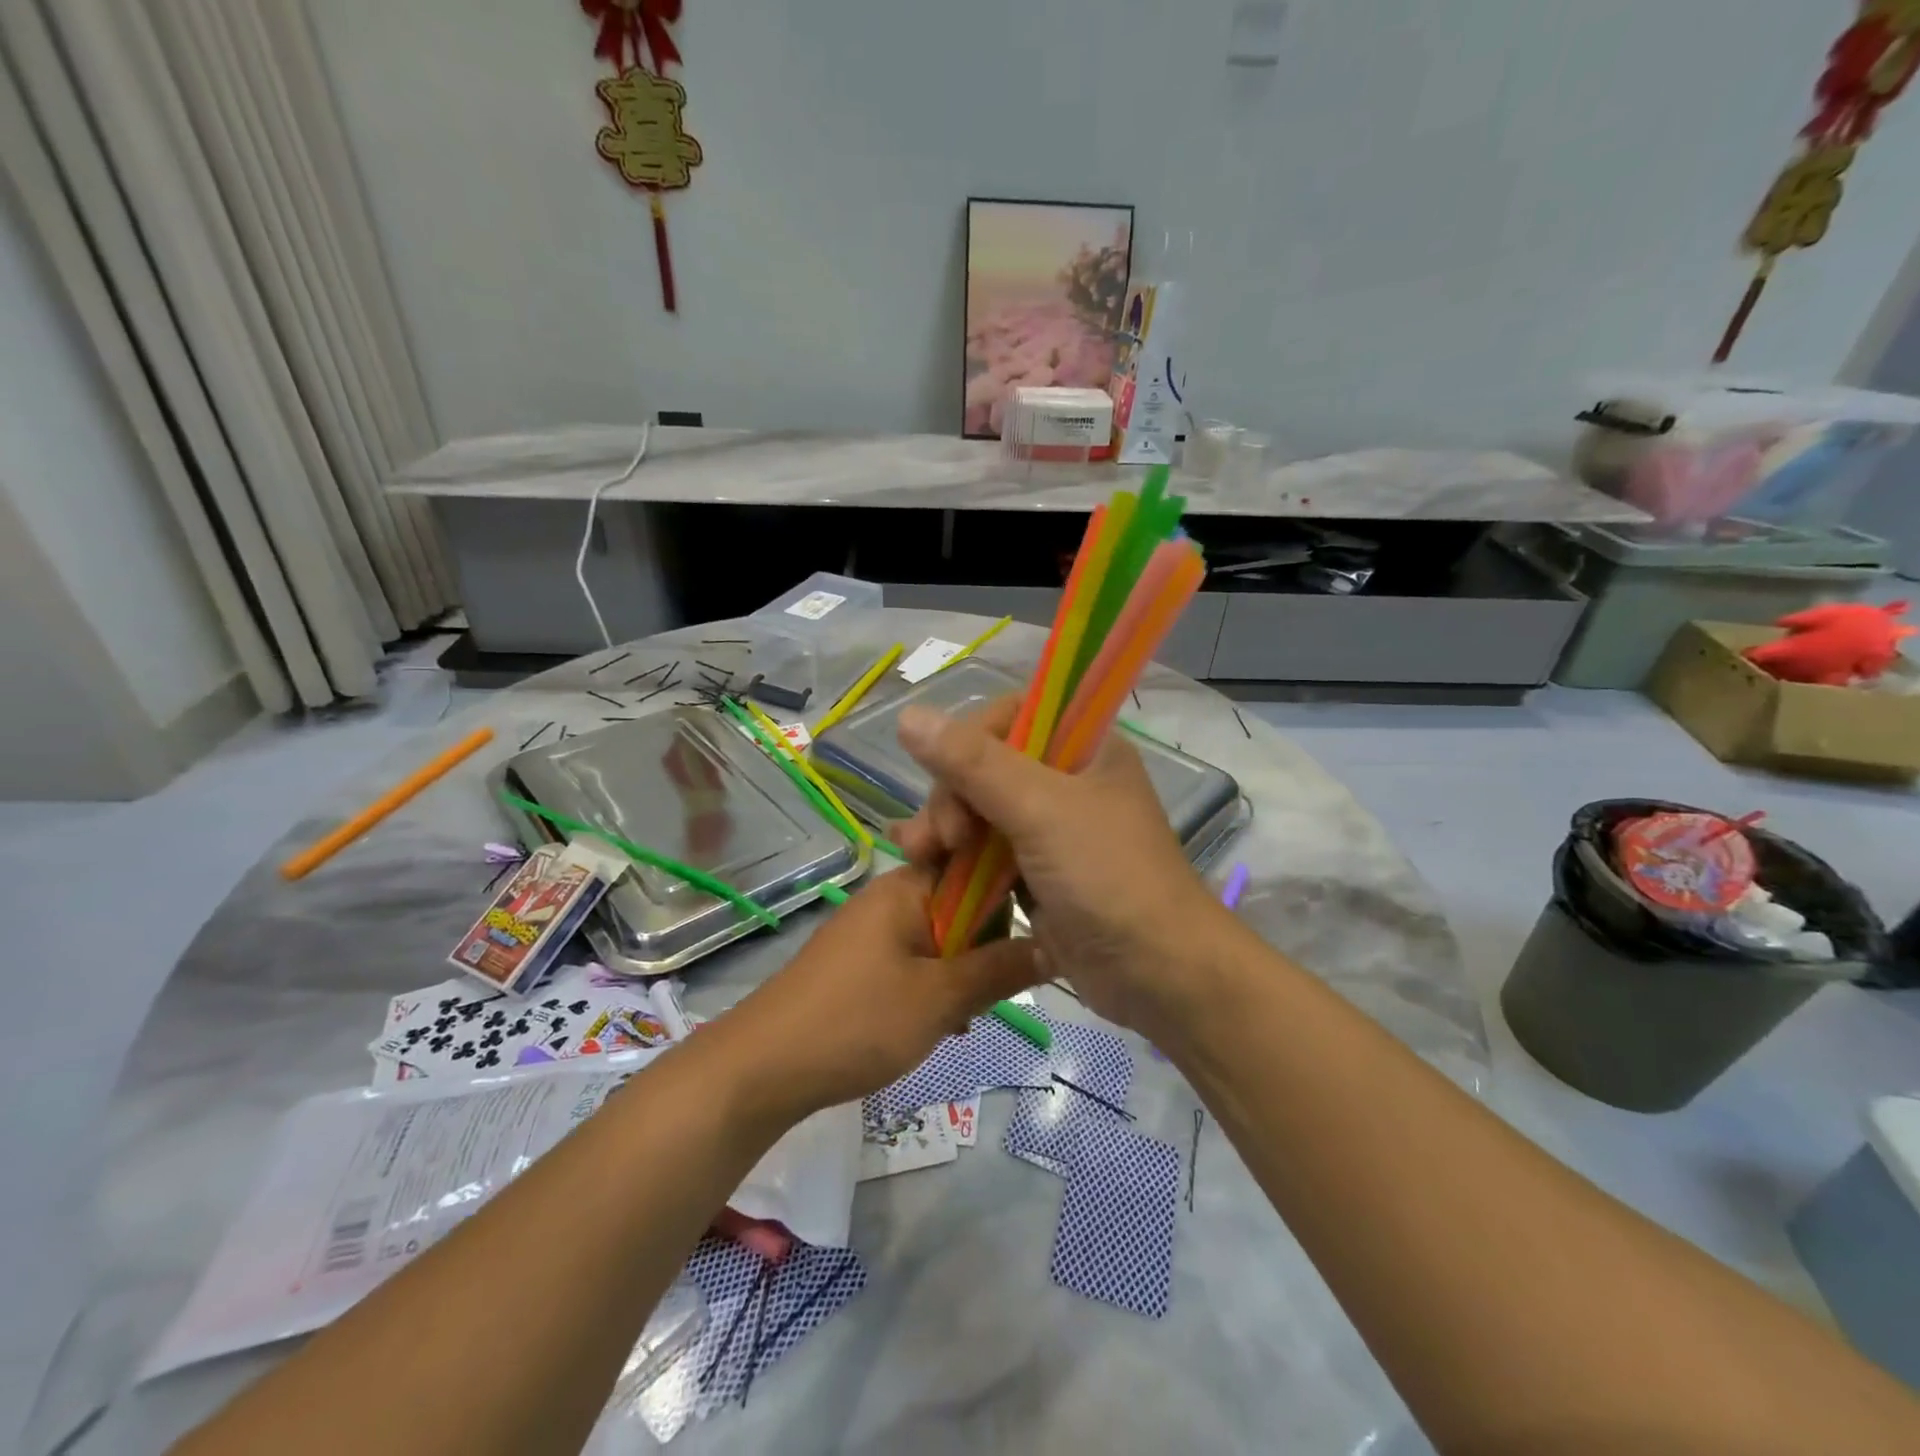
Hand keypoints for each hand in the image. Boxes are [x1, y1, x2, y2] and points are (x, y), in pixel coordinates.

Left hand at [712, 865, 1038, 1121]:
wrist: (761, 1068)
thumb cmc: (856, 1021)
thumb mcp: (940, 998)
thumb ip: (1000, 969)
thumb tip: (1055, 945)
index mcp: (909, 886)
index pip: (977, 864)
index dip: (1011, 893)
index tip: (1039, 930)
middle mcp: (891, 897)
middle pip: (962, 905)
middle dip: (987, 946)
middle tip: (997, 990)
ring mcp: (872, 931)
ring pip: (941, 939)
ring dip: (962, 973)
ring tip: (968, 1017)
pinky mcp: (860, 963)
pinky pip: (915, 961)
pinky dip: (934, 987)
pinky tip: (941, 1026)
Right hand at [893, 699, 1225, 1032]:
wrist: (1157, 974)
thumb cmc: (1107, 877)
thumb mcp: (1039, 810)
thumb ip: (973, 763)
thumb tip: (908, 715)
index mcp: (1083, 747)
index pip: (1011, 716)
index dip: (971, 740)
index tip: (951, 777)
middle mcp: (1067, 780)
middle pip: (986, 765)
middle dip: (951, 796)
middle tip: (940, 838)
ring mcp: (1051, 828)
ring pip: (979, 810)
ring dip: (944, 828)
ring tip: (918, 856)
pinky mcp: (1036, 872)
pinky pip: (985, 851)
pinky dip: (955, 859)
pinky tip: (923, 868)